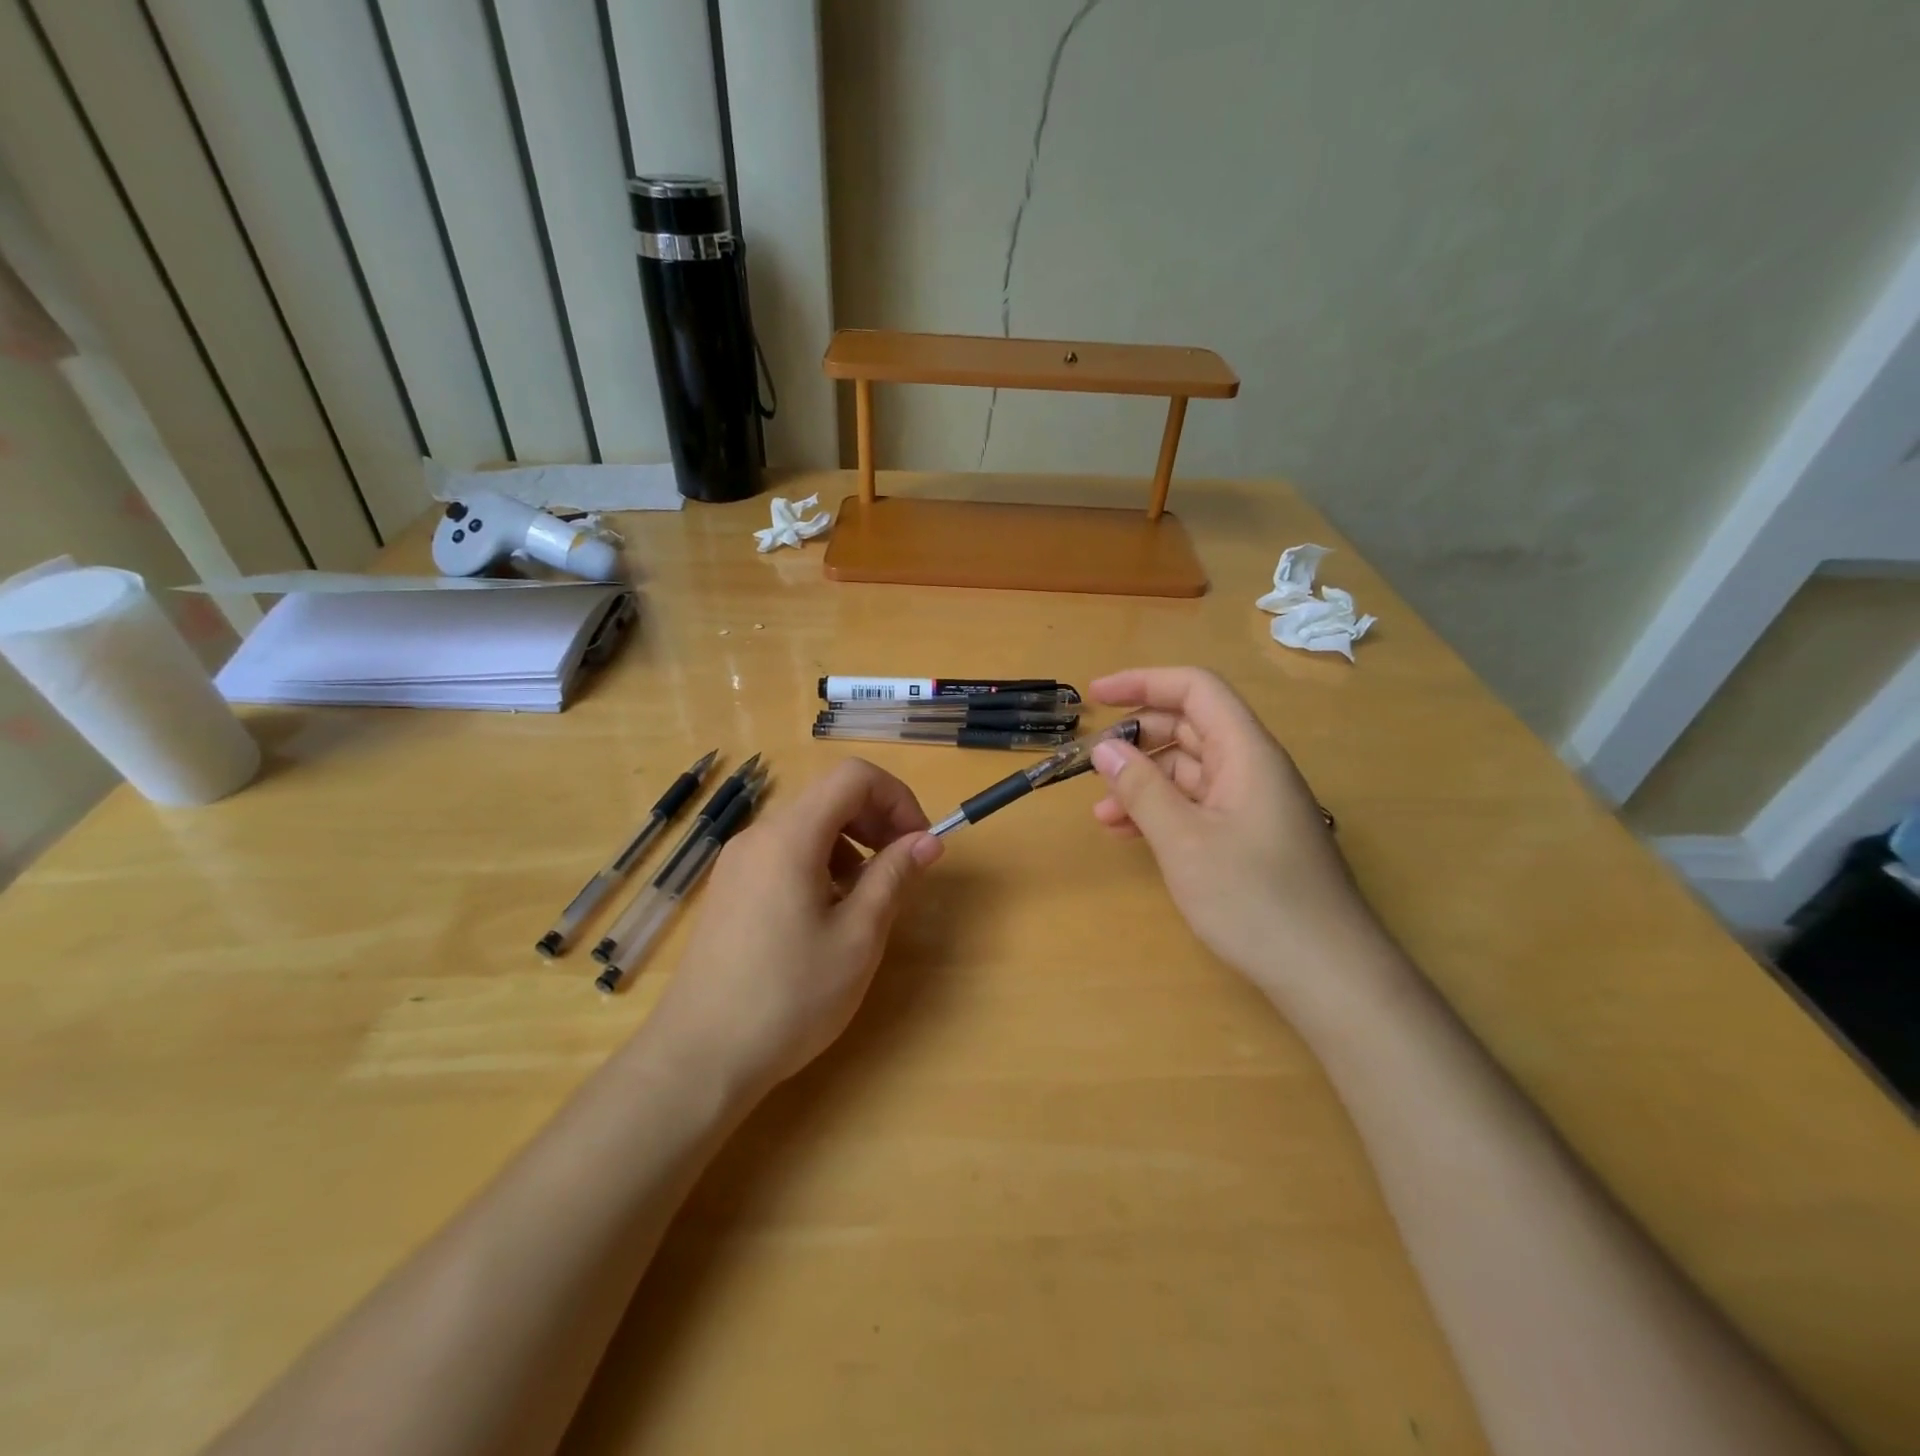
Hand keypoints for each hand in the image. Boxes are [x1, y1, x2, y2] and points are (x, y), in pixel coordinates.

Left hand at [649, 758, 942, 1097]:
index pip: (853, 777)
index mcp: (790, 837)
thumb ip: (894, 876)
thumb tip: (928, 840)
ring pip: (808, 826)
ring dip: (851, 845)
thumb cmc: (789, 997)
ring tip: (866, 899)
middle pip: (829, 797)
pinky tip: (827, 915)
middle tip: (903, 868)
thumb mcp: (857, 937)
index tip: (919, 842)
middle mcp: (759, 836)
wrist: (700, 1058)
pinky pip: (785, 854)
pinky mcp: (730, 889)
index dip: (897, 797)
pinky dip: (821, 864)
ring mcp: (738, 862)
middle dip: (877, 820)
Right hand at [1087, 667, 1397, 1014]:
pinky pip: (1198, 805)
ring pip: (1189, 771)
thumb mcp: (1184, 842)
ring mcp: (1253, 804)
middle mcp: (1252, 768)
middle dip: (1137, 739)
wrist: (1328, 974)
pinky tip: (1129, 834)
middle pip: (1190, 727)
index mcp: (1247, 752)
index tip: (1096, 696)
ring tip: (1102, 812)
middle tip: (1092, 763)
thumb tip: (1105, 747)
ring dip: (1143, 782)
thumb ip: (1141, 790)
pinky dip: (1161, 811)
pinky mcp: (1249, 837)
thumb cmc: (1255, 899)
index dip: (1144, 682)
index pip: (1196, 689)